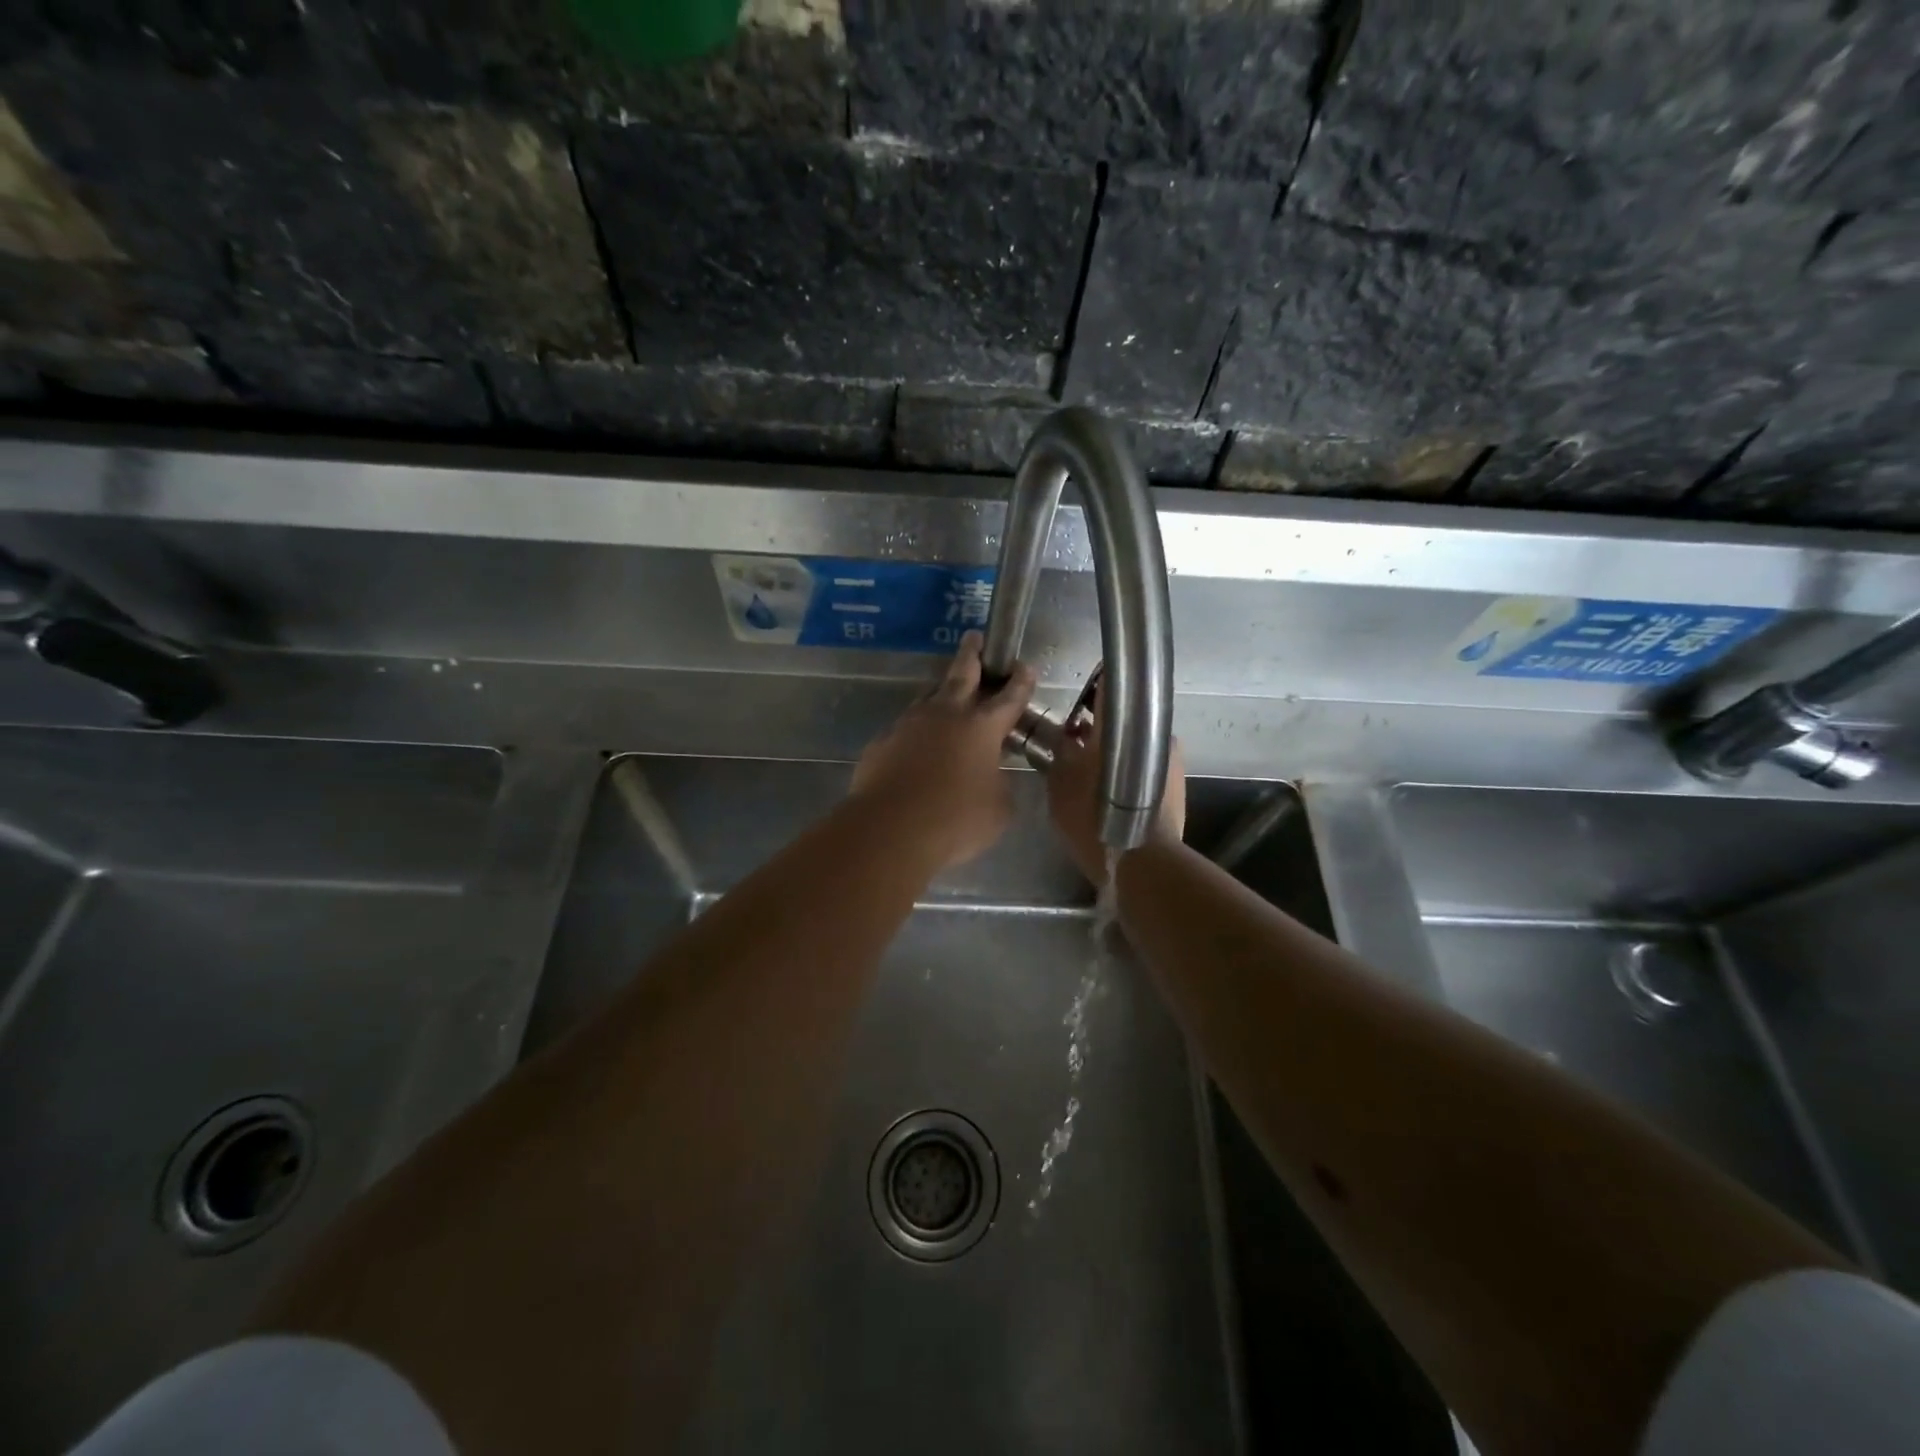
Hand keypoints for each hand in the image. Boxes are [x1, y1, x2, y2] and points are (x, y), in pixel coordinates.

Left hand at [850, 632, 1037, 868]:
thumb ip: (999, 784)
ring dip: (942, 692)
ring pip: (929, 697)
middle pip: (961, 674)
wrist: (890, 829)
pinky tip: (917, 745)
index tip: (1024, 665)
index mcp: (982, 728)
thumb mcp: (998, 809)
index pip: (1009, 697)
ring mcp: (909, 725)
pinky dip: (917, 731)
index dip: (1020, 681)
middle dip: (972, 654)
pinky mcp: (883, 742)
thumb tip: (991, 776)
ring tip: (947, 692)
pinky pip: (905, 728)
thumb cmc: (956, 820)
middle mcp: (946, 715)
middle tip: (974, 638)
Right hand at [1046, 701, 1186, 884]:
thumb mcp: (1060, 781)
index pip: (1109, 686)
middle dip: (1099, 726)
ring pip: (1135, 743)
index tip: (1078, 699)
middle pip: (1123, 718)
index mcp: (1123, 723)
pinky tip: (1110, 789)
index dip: (1092, 689)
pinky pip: (1146, 765)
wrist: (1140, 859)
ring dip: (1115, 750)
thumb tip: (1064, 734)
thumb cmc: (1093, 815)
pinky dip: (1128, 769)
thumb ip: (1059, 750)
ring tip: (1091, 770)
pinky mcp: (1176, 783)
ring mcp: (1170, 757)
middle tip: (1075, 742)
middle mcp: (1153, 732)